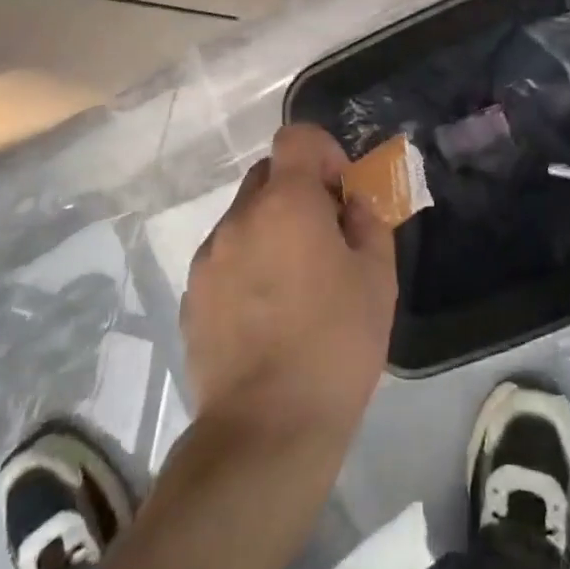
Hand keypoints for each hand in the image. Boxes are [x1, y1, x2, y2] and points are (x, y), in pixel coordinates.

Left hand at [181, 124, 396, 452]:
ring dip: (271, 229)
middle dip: (298, 191)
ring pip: (245, 218)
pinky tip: (266, 314)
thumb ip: (368, 223)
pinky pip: (225, 257)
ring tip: (294, 285)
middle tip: (324, 237)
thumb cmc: (335, 346)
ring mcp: (209, 258)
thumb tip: (351, 204)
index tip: (340, 191)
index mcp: (286, 204)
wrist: (266, 430)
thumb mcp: (377, 279)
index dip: (322, 152)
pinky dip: (247, 264)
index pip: (295, 138)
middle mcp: (239, 218)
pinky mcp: (192, 296)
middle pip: (267, 175)